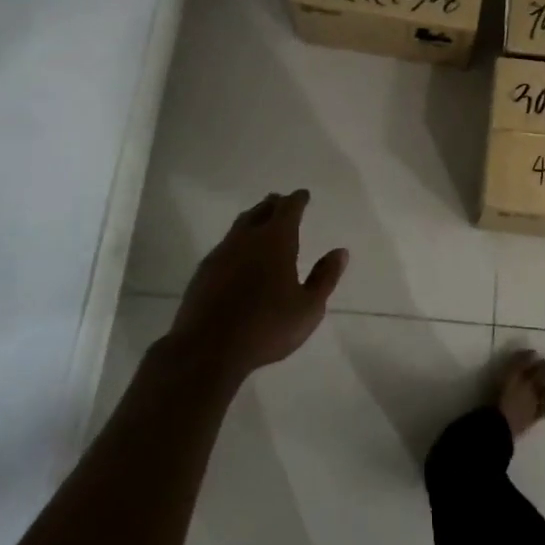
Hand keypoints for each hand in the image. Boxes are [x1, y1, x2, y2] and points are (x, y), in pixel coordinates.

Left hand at [169, 191, 348, 378]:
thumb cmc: (266, 327)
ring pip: (240, 225)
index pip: (288, 209)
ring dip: (253, 218)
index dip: (297, 199)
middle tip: (282, 202)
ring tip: (261, 221)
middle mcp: (247, 238)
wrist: (208, 349)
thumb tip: (340, 252)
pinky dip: (238, 241)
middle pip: (261, 210)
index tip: (303, 195)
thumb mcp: (308, 308)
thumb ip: (325, 277)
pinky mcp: (204, 271)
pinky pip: (225, 245)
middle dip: (274, 204)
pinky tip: (239, 255)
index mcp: (276, 241)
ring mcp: (221, 253)